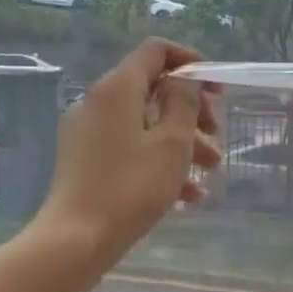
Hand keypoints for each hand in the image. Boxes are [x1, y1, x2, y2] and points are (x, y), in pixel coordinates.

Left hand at [36, 39, 220, 271]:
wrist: (76, 240)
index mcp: (117, 88)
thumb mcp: (172, 143)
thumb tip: (185, 79)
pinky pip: (130, 148)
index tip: (217, 90)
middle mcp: (98, 102)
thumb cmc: (131, 188)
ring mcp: (89, 133)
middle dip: (192, 109)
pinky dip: (159, 160)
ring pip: (145, 122)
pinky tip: (188, 195)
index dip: (190, 63)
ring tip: (211, 167)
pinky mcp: (86, 160)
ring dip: (182, 139)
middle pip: (153, 88)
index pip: (156, 51)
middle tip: (216, 133)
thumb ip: (184, 102)